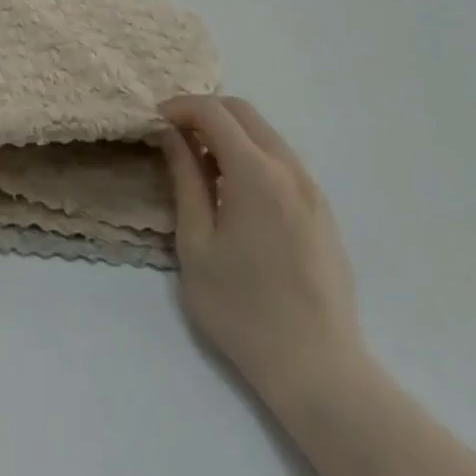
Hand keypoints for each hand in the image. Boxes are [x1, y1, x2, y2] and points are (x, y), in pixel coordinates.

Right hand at [159, 95, 364, 400]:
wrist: (317, 368)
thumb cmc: (241, 308)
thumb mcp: (196, 243)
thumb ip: (186, 180)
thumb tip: (172, 136)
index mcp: (256, 174)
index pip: (213, 113)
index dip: (179, 107)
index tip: (153, 122)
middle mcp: (290, 170)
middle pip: (244, 113)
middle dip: (204, 113)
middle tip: (172, 137)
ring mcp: (313, 190)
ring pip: (266, 134)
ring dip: (229, 133)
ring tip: (198, 164)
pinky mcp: (322, 212)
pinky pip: (282, 161)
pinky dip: (251, 155)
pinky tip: (232, 190)